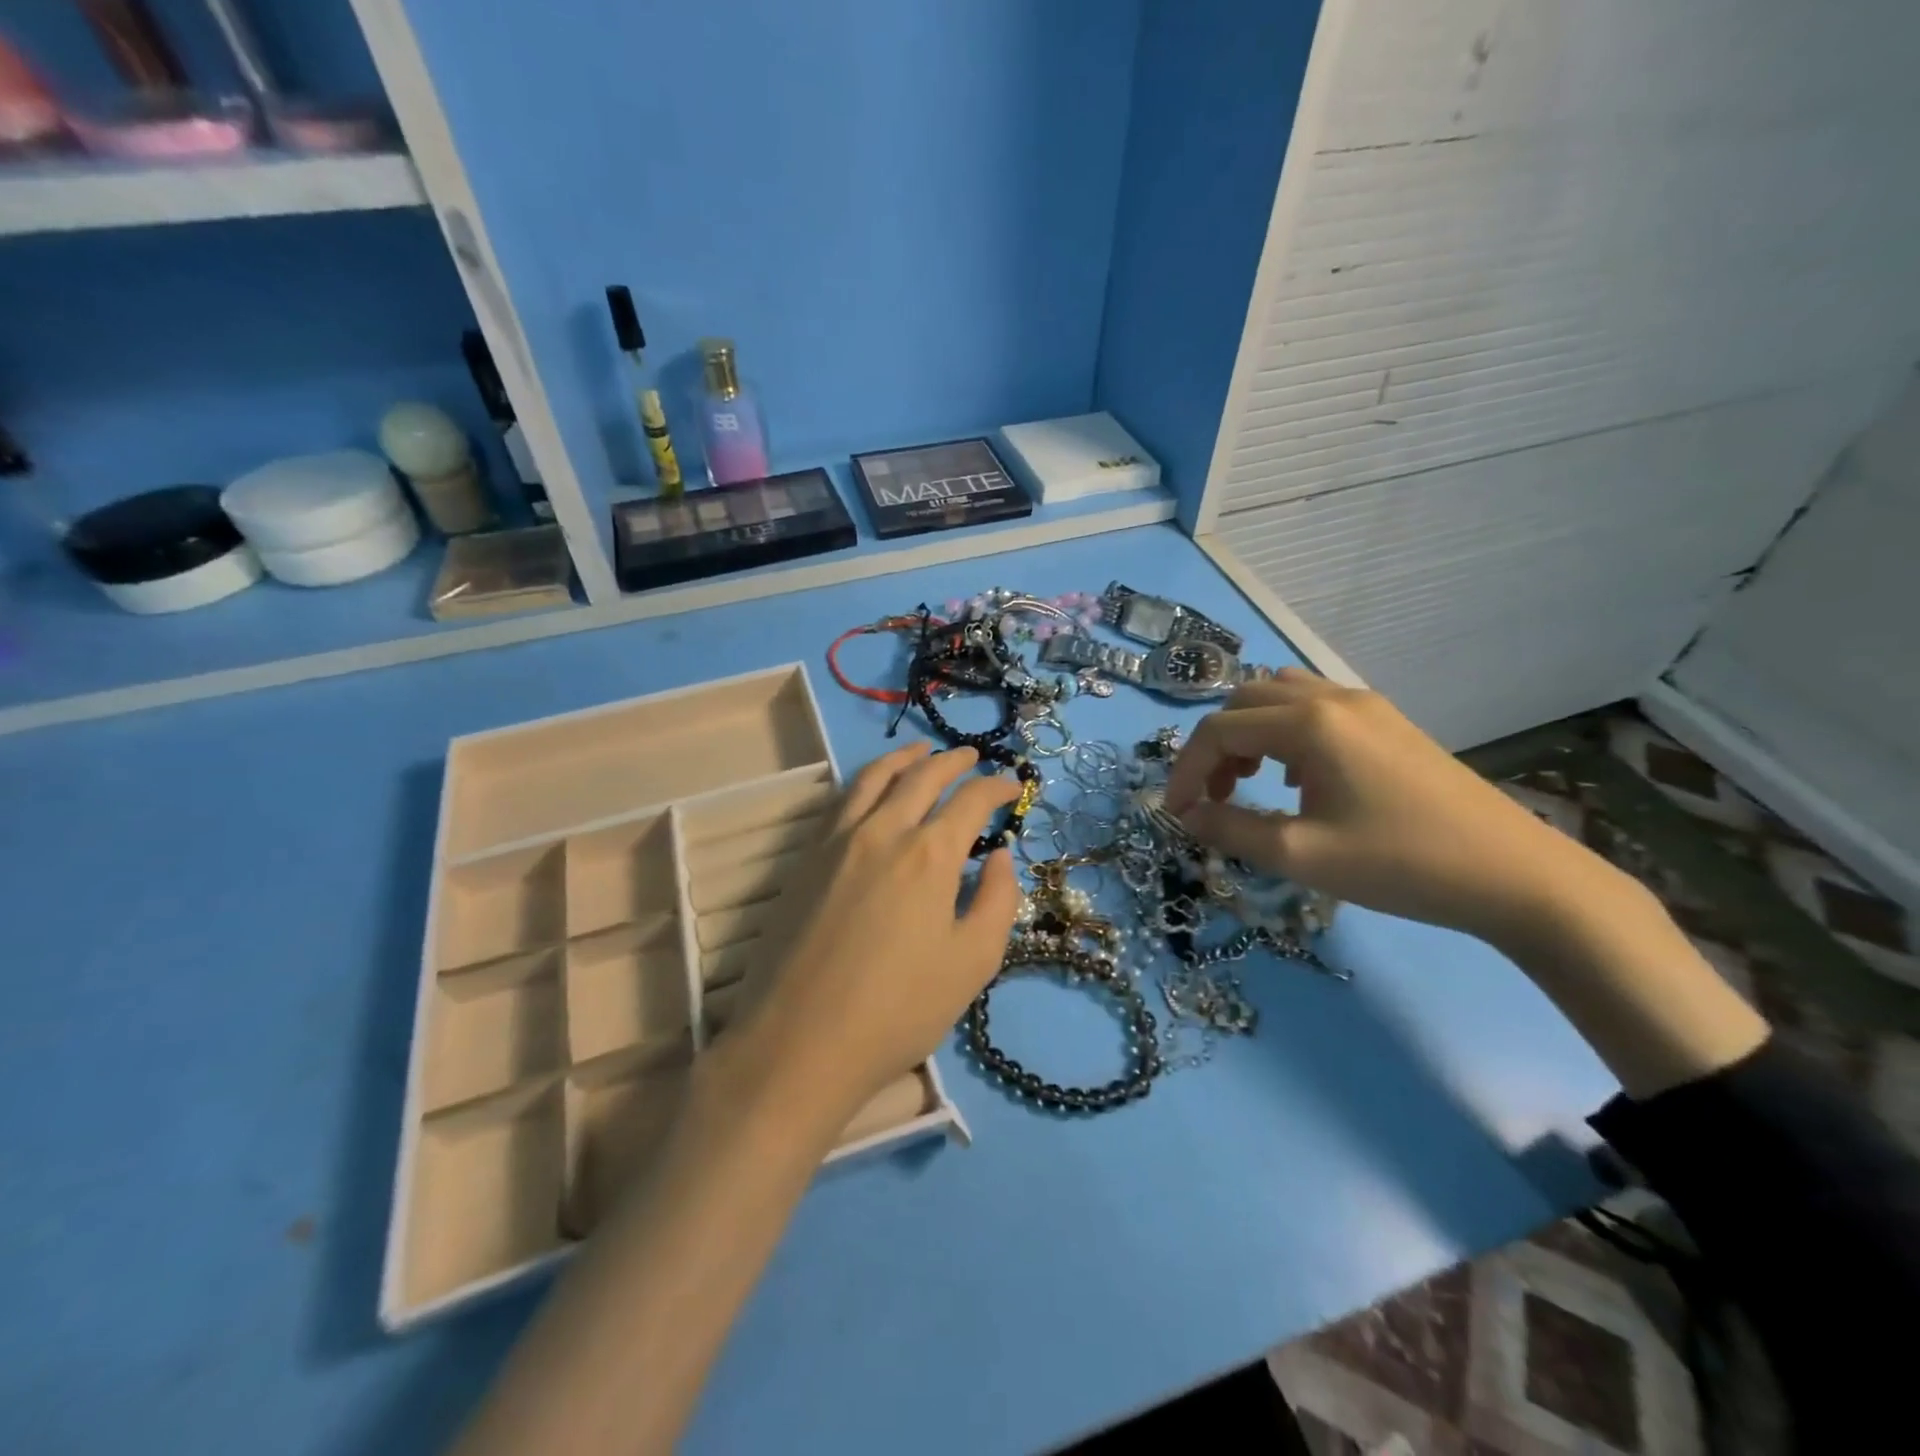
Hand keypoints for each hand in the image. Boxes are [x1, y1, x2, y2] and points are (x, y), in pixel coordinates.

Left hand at [732, 742, 1021, 1121]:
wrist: (799, 1041)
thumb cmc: (898, 1010)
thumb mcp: (972, 963)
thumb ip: (997, 901)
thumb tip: (1000, 857)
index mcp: (930, 854)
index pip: (970, 800)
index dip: (996, 787)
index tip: (1011, 785)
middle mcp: (883, 831)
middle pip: (922, 776)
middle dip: (952, 761)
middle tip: (971, 757)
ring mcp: (836, 840)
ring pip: (874, 778)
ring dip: (904, 758)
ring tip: (920, 751)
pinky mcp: (805, 857)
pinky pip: (840, 800)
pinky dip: (865, 782)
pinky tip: (871, 789)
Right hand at [1163, 669, 1624, 946]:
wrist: (1515, 875)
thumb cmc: (1400, 864)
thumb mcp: (1301, 855)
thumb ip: (1231, 830)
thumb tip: (1186, 817)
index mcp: (1308, 723)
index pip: (1218, 730)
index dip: (1186, 771)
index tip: (1177, 814)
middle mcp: (1331, 697)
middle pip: (1243, 702)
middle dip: (1214, 748)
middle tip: (1215, 798)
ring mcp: (1365, 705)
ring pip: (1278, 697)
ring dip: (1249, 733)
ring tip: (1250, 782)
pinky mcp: (1388, 722)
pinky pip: (1314, 707)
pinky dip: (1284, 733)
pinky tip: (1299, 779)